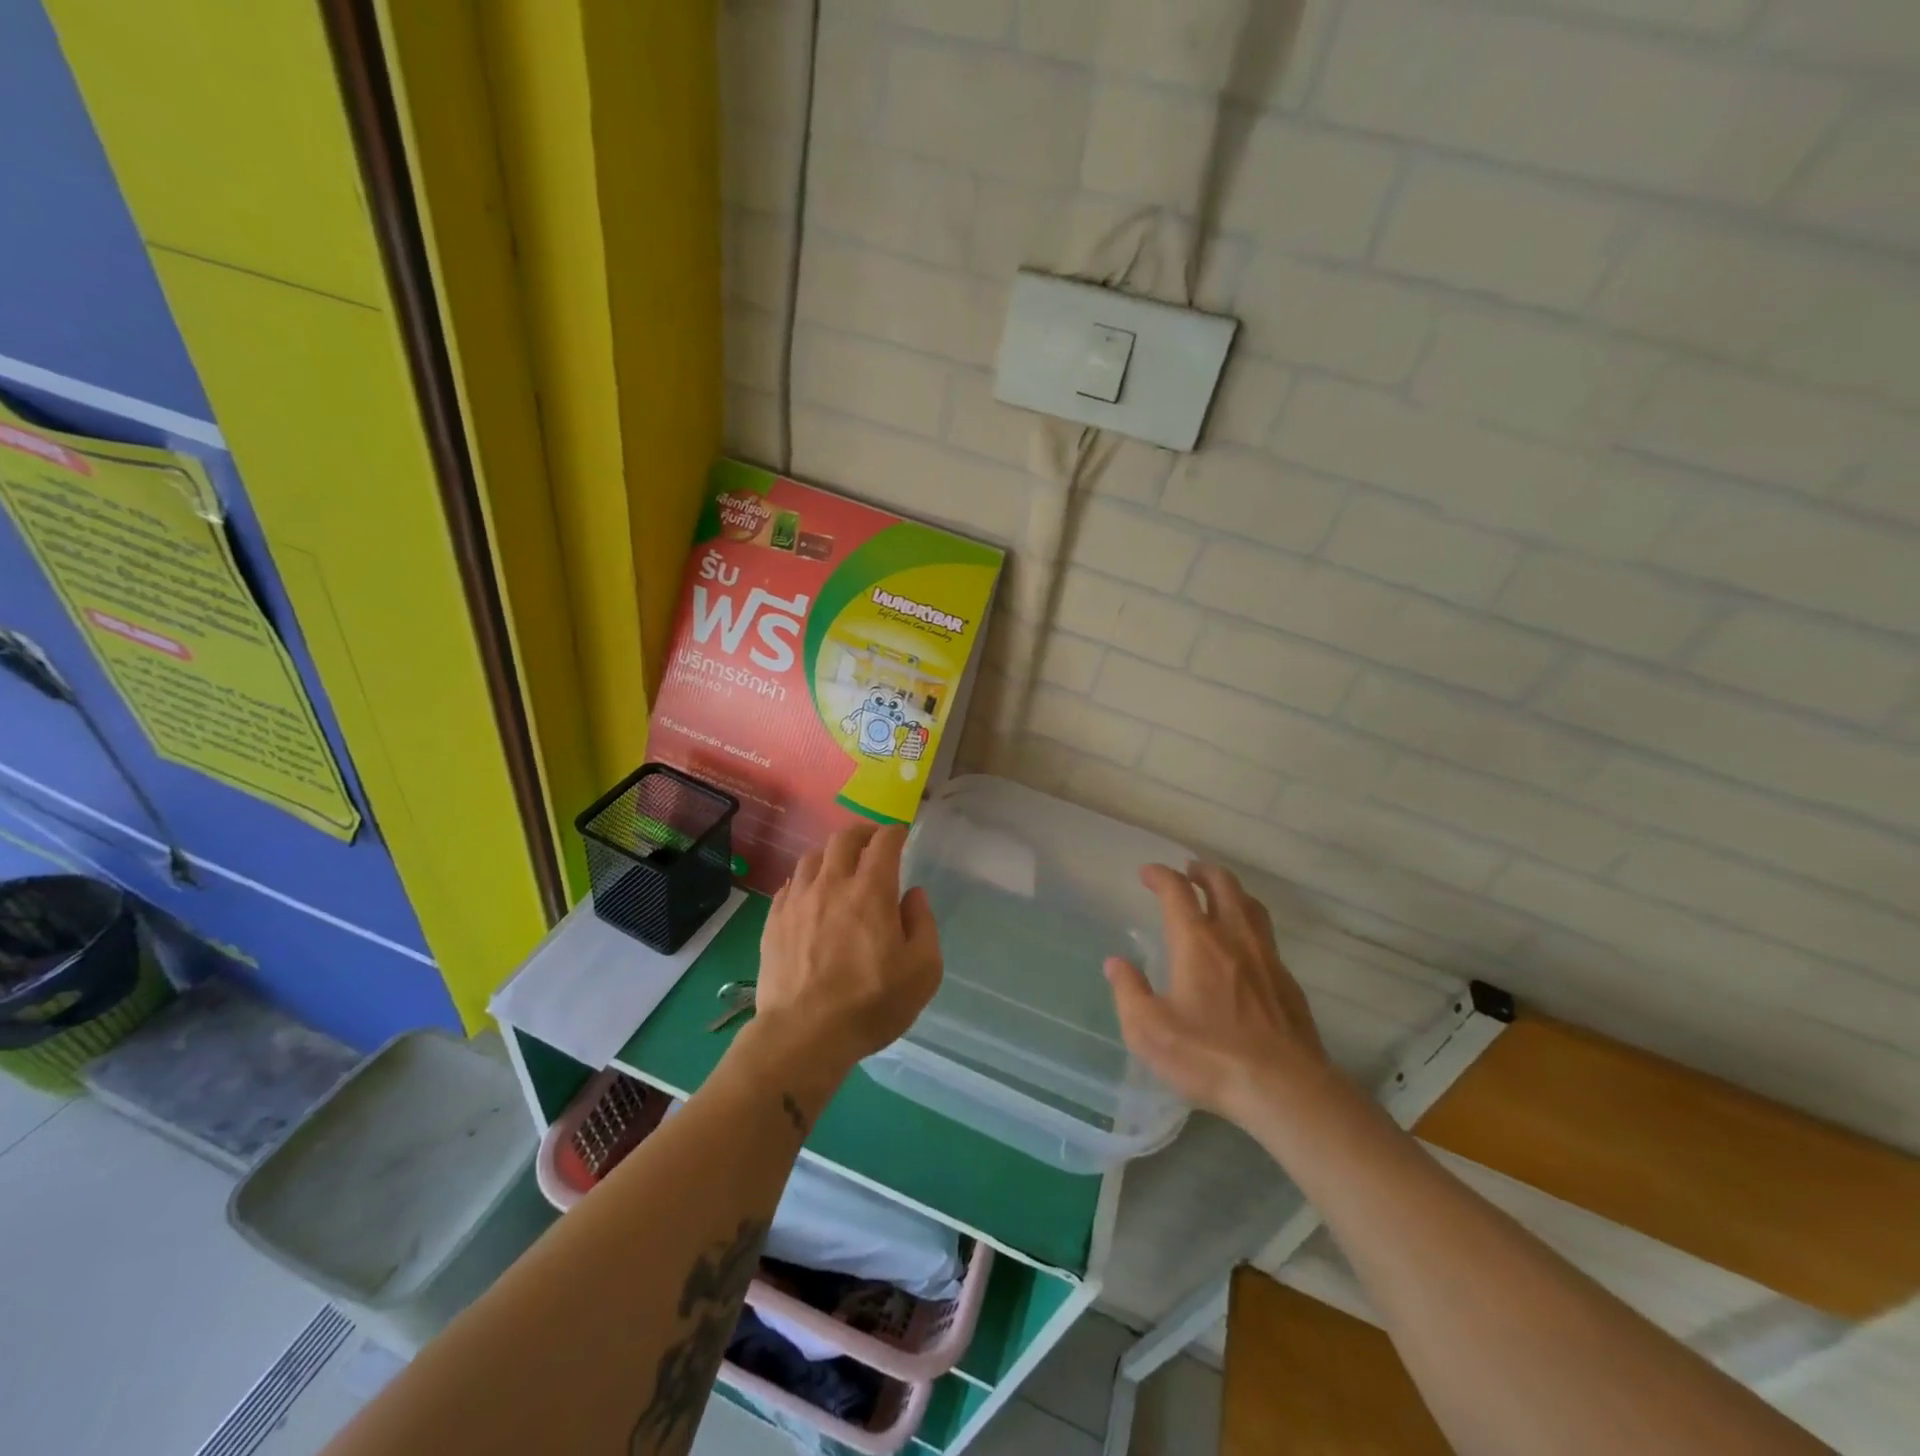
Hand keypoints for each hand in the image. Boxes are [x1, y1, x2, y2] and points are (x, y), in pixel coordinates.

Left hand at [754, 824, 942, 1074]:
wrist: (803, 1035)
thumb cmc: (871, 1003)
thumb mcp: (922, 971)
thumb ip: (923, 924)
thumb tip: (913, 895)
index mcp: (871, 891)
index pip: (883, 842)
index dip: (895, 832)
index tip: (901, 835)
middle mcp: (832, 885)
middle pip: (843, 838)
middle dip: (863, 832)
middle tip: (873, 843)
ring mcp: (797, 901)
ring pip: (812, 857)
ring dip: (831, 855)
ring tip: (840, 868)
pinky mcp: (773, 921)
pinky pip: (789, 885)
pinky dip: (805, 881)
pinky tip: (811, 897)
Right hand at [1105, 861, 1328, 1123]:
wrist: (1285, 1089)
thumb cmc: (1209, 1056)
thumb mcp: (1149, 1030)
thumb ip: (1129, 992)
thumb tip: (1116, 963)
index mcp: (1197, 942)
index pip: (1177, 891)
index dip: (1161, 875)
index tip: (1148, 872)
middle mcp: (1234, 938)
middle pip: (1222, 885)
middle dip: (1202, 871)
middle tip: (1188, 870)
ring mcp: (1266, 958)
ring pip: (1251, 906)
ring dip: (1231, 891)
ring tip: (1219, 895)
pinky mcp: (1288, 982)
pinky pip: (1267, 936)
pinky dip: (1250, 924)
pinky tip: (1245, 946)